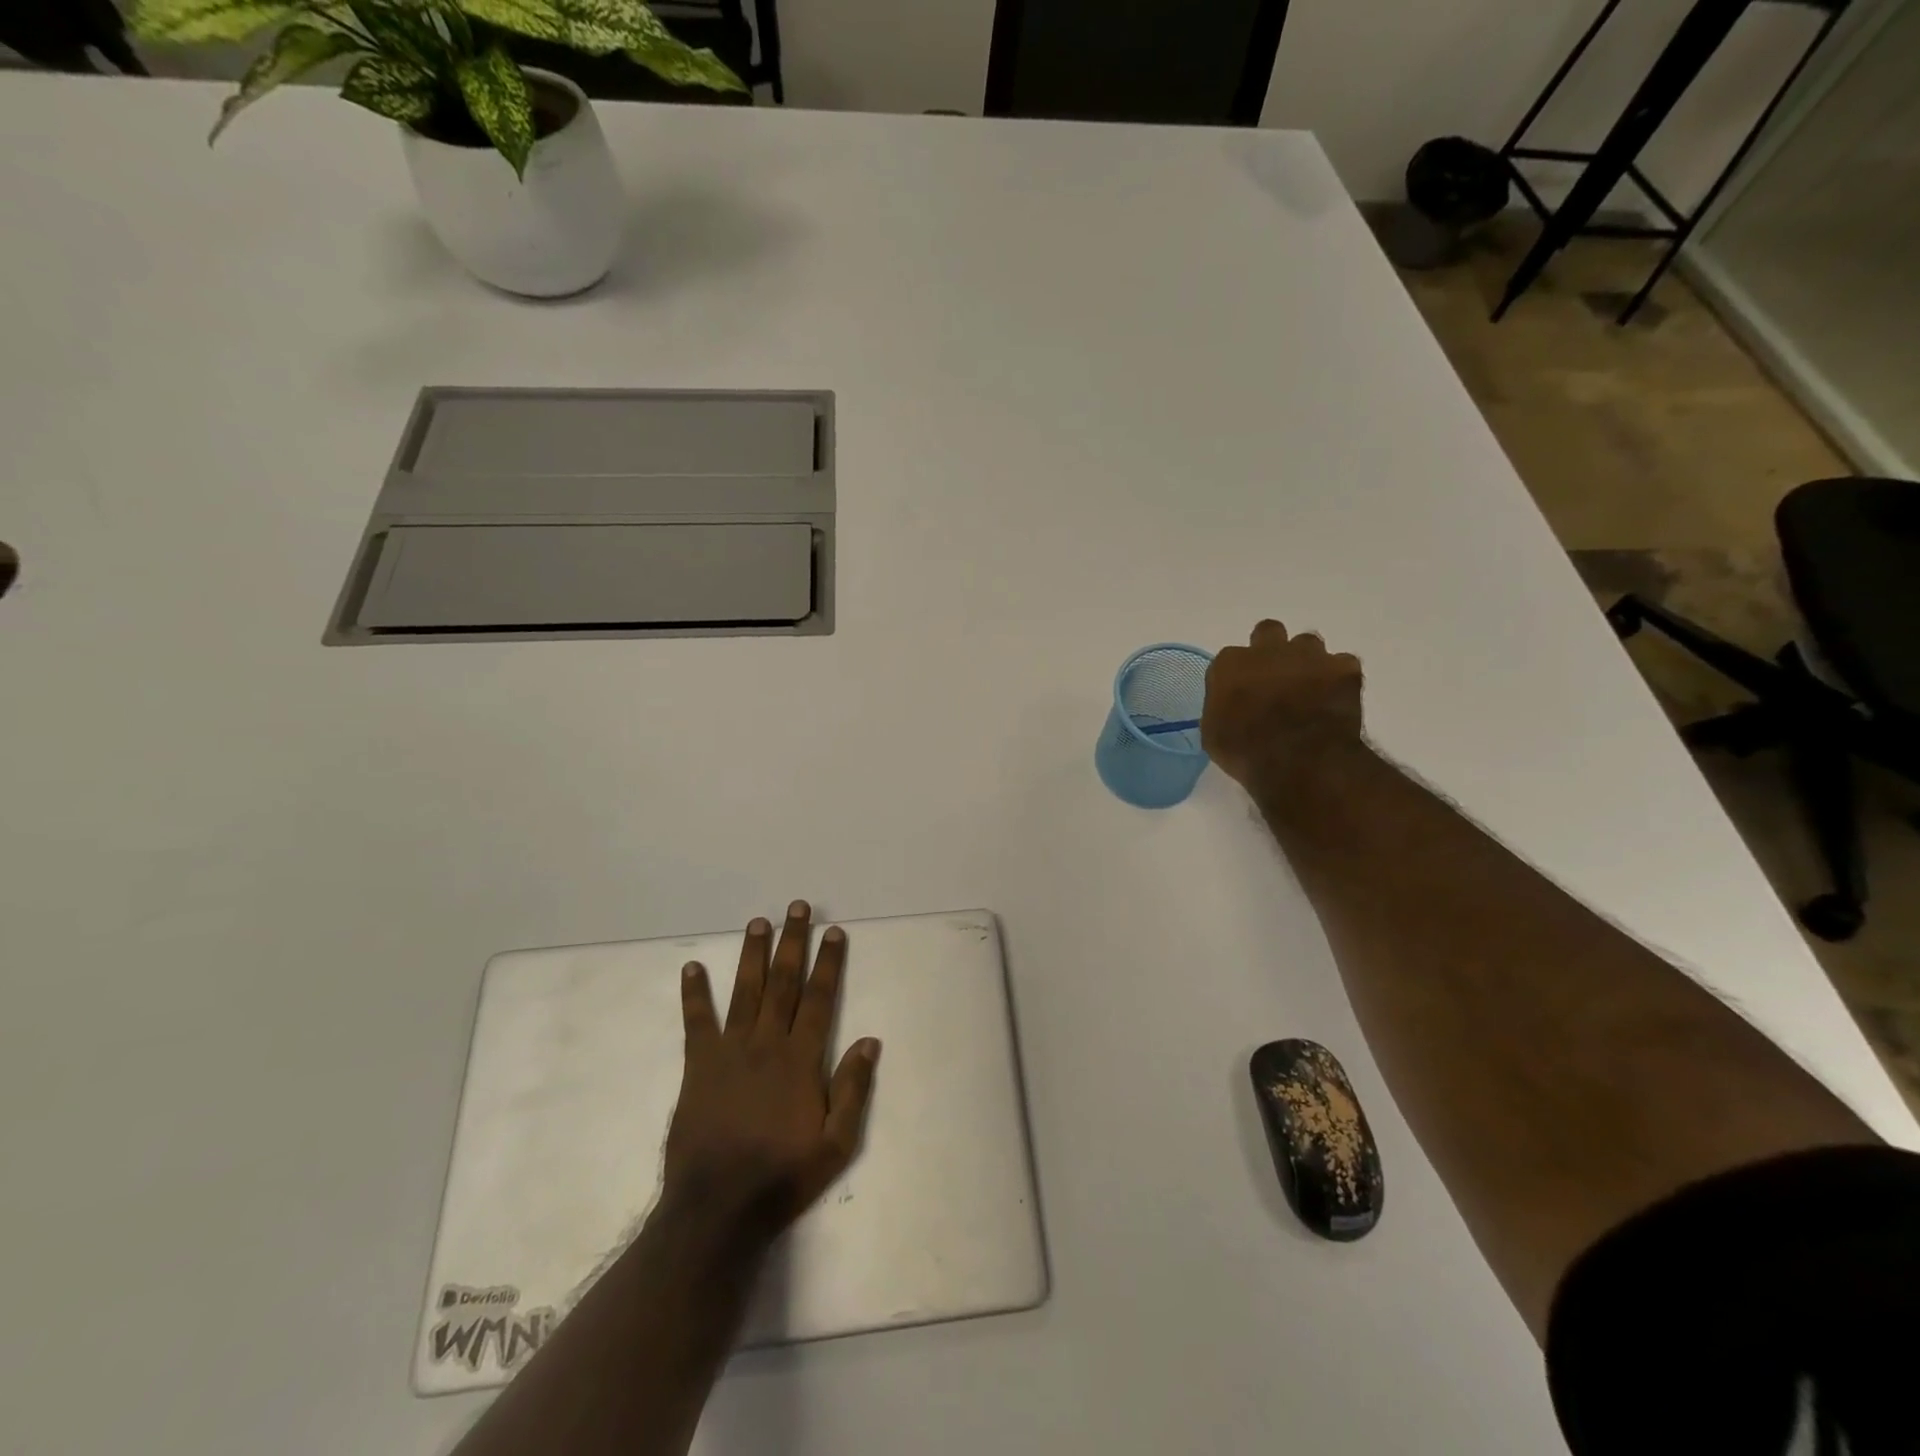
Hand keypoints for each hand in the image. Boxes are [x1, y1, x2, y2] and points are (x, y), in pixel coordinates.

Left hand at [665, 901, 879, 1241]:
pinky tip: (692, 967)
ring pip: (745, 991)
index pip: (820, 998)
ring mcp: (730, 1051)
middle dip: (793, 942)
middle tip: (797, 908)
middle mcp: (767, 1043)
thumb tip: (870, 1040)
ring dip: (753, 954)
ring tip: (758, 922)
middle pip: (784, 983)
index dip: (829, 963)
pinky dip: (694, 993)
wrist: (717, 1208)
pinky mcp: (699, 1066)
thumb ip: (853, 1089)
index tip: (834, 932)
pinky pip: (697, 1022)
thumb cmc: (782, 1176)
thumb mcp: (836, 1144)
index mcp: (800, 1059)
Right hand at [1202, 620, 1364, 795]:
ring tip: (1308, 688)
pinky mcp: (1344, 668)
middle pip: (1268, 631)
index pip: (1229, 659)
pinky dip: (1338, 678)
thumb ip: (1221, 708)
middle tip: (1274, 677)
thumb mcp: (1214, 734)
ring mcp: (1309, 655)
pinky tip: (1334, 697)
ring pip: (1307, 642)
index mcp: (1230, 664)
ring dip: (1305, 661)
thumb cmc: (1246, 752)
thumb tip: (1230, 707)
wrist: (1300, 761)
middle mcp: (1268, 650)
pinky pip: (1342, 663)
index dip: (1236, 677)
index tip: (1240, 695)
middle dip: (1271, 649)